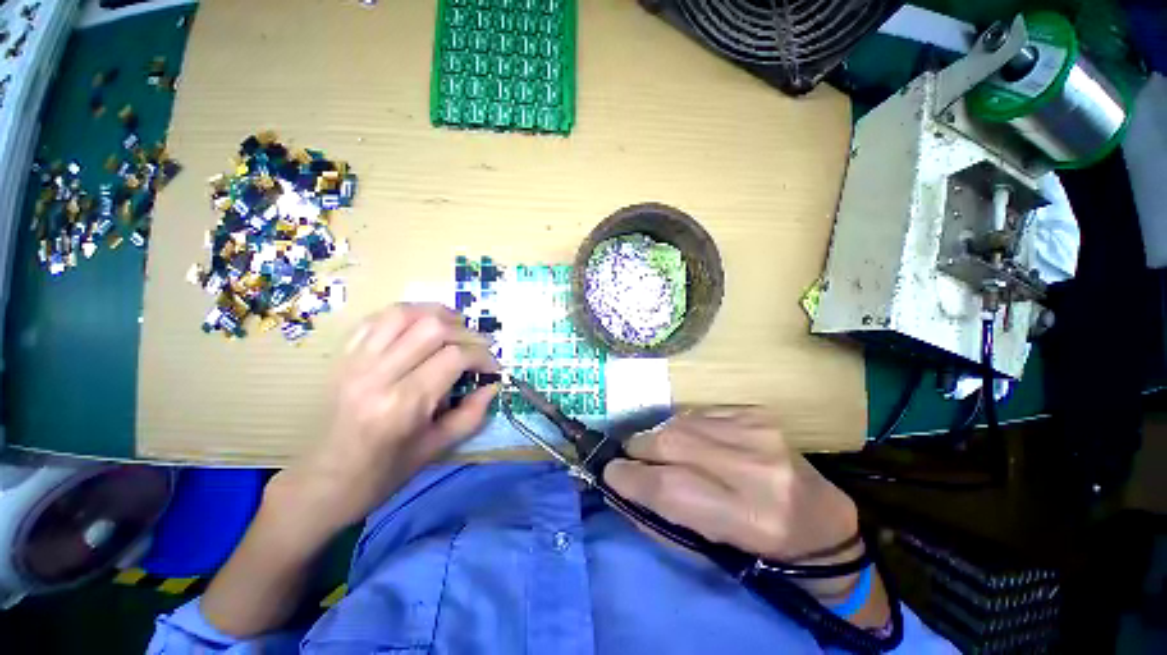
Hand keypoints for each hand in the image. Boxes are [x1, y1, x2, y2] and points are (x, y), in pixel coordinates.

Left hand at [270, 303, 499, 534]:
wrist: (323, 482)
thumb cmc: (384, 473)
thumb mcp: (436, 449)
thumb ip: (472, 414)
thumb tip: (493, 385)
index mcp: (403, 404)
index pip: (454, 357)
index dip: (482, 356)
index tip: (492, 368)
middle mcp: (378, 375)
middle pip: (432, 327)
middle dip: (466, 333)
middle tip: (478, 348)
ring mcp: (356, 361)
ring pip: (404, 313)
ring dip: (438, 314)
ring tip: (455, 328)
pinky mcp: (344, 356)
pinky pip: (378, 319)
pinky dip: (407, 315)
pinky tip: (421, 327)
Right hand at [602, 408, 890, 625]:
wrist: (818, 517)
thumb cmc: (760, 547)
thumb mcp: (710, 551)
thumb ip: (659, 519)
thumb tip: (618, 489)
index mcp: (749, 516)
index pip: (670, 487)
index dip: (630, 478)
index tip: (609, 473)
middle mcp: (755, 467)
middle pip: (671, 443)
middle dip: (638, 449)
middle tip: (629, 458)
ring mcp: (758, 432)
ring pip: (680, 422)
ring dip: (658, 436)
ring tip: (658, 451)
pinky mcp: (755, 413)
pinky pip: (698, 413)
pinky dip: (682, 425)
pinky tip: (688, 440)